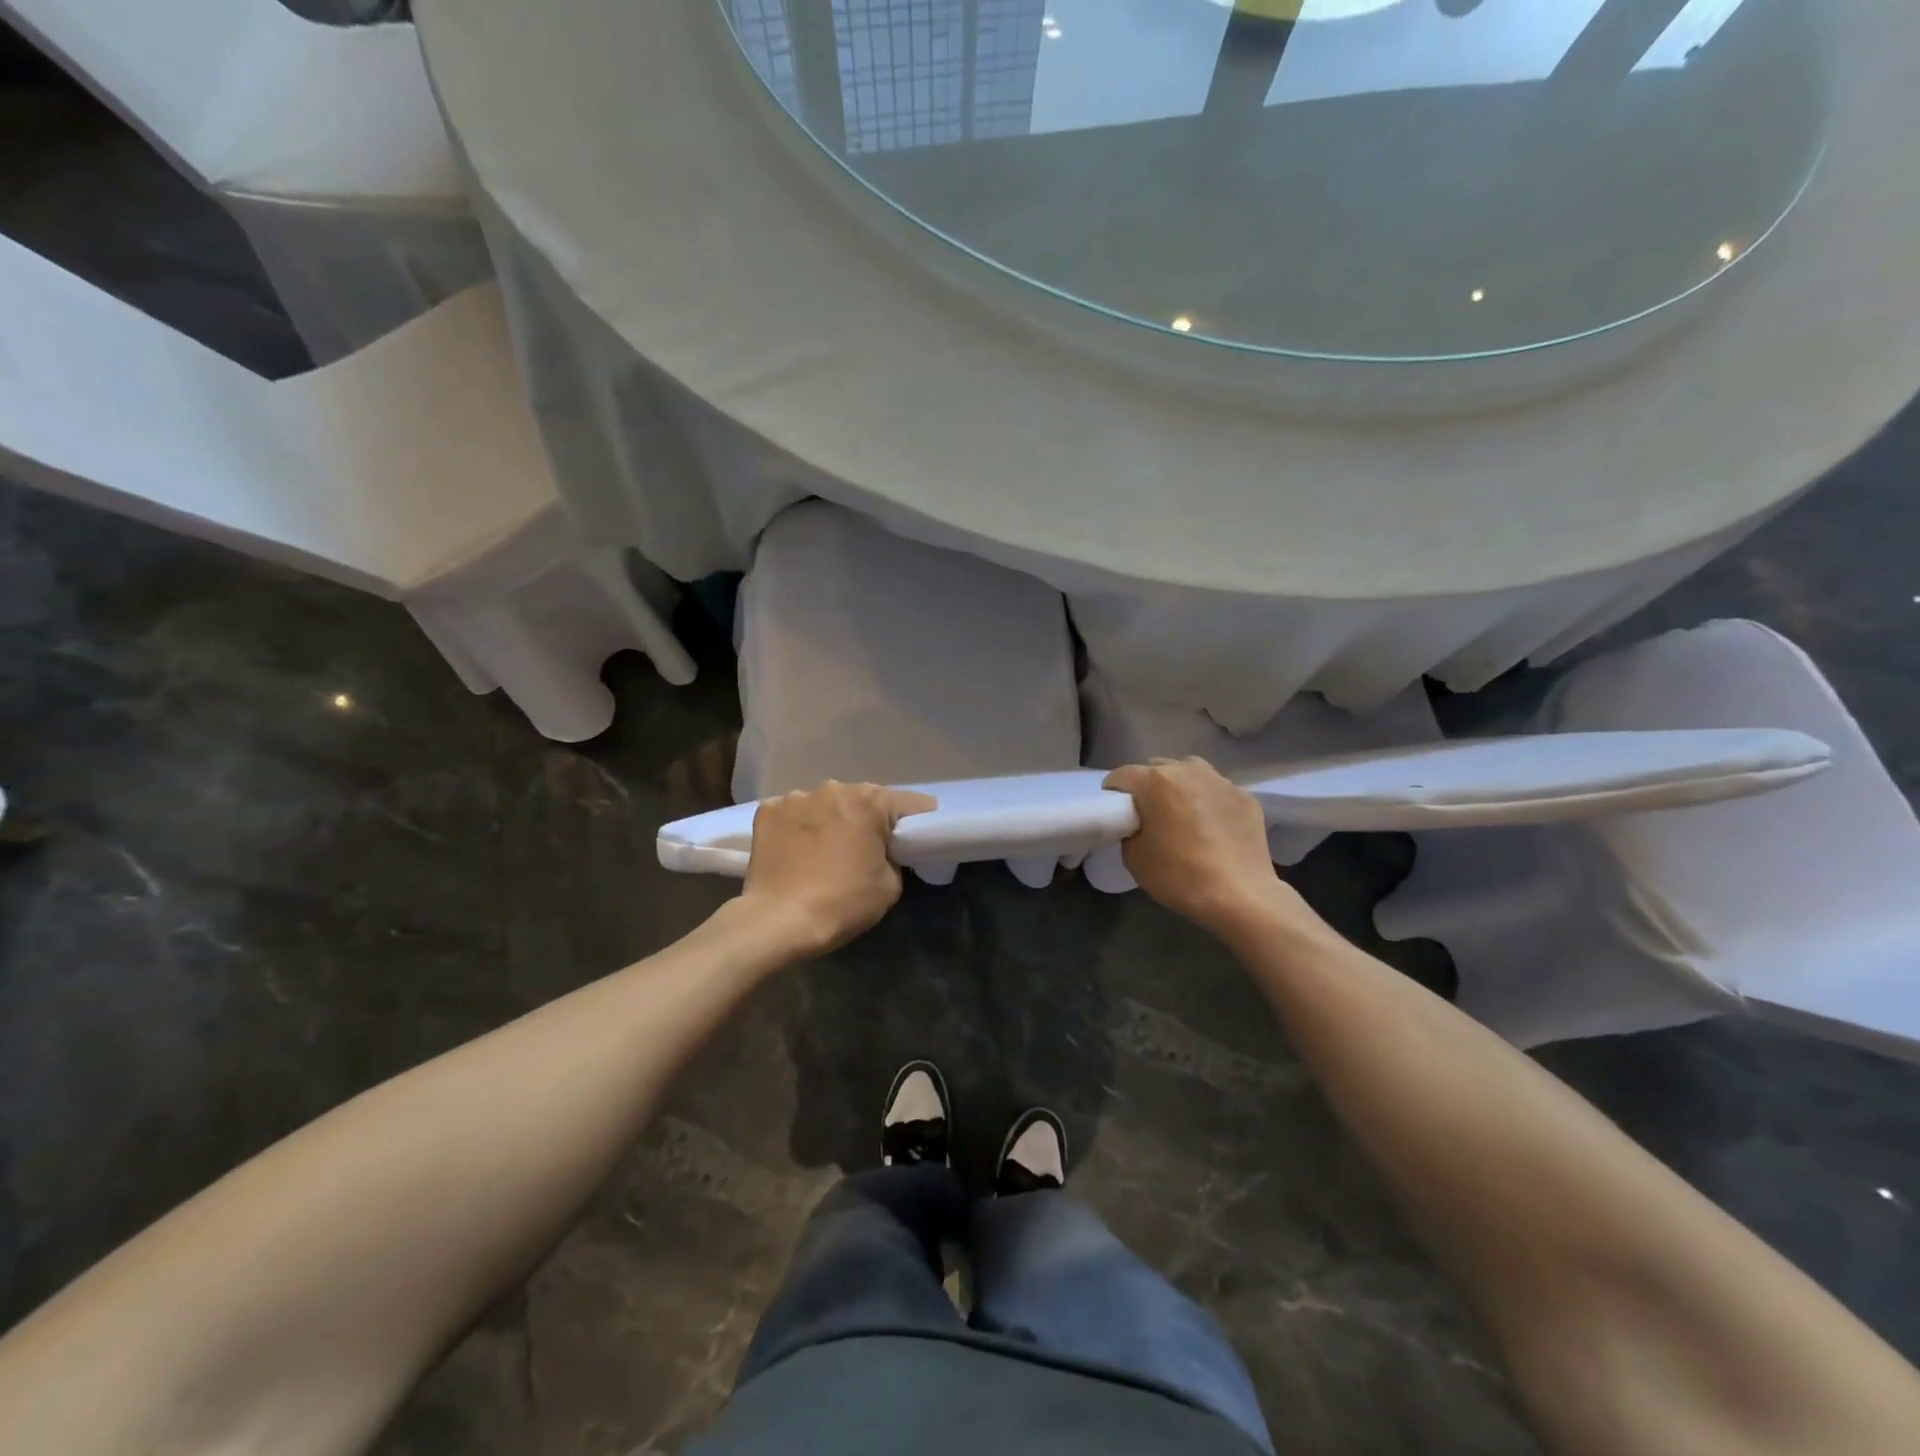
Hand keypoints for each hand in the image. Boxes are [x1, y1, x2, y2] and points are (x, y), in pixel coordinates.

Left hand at [742, 781, 936, 955]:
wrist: (778, 921)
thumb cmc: (842, 902)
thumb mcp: (890, 885)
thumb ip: (895, 857)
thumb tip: (883, 850)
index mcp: (870, 801)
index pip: (909, 803)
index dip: (918, 821)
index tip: (917, 838)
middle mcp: (834, 788)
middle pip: (863, 799)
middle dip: (868, 820)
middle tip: (866, 849)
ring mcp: (796, 797)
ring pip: (825, 804)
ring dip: (831, 821)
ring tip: (824, 852)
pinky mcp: (767, 811)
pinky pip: (793, 814)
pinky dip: (798, 827)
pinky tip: (796, 852)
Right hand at [1104, 759, 1314, 939]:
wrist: (1240, 896)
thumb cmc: (1179, 876)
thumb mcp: (1133, 857)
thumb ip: (1129, 829)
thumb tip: (1138, 823)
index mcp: (1155, 781)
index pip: (1121, 776)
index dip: (1114, 795)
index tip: (1118, 815)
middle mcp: (1187, 770)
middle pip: (1156, 769)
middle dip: (1148, 788)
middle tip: (1151, 816)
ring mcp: (1220, 780)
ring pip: (1189, 773)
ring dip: (1180, 788)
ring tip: (1183, 816)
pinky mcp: (1245, 796)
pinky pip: (1216, 791)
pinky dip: (1208, 802)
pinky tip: (1213, 828)